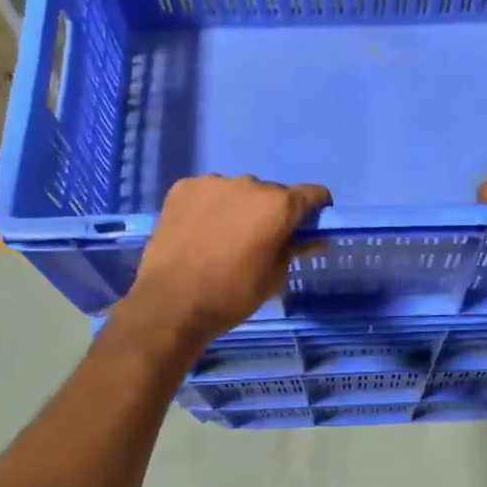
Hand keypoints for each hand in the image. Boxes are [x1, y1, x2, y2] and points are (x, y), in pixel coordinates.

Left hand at [116, 174, 330, 350]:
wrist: (170, 303)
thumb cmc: (231, 295)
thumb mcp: (274, 278)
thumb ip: (294, 250)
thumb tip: (310, 240)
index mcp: (278, 206)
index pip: (312, 194)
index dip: (316, 208)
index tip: (308, 225)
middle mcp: (249, 184)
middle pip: (271, 193)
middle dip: (271, 212)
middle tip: (258, 241)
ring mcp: (212, 183)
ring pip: (237, 192)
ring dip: (238, 208)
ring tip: (222, 238)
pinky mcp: (183, 188)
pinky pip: (207, 193)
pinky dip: (209, 207)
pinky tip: (198, 232)